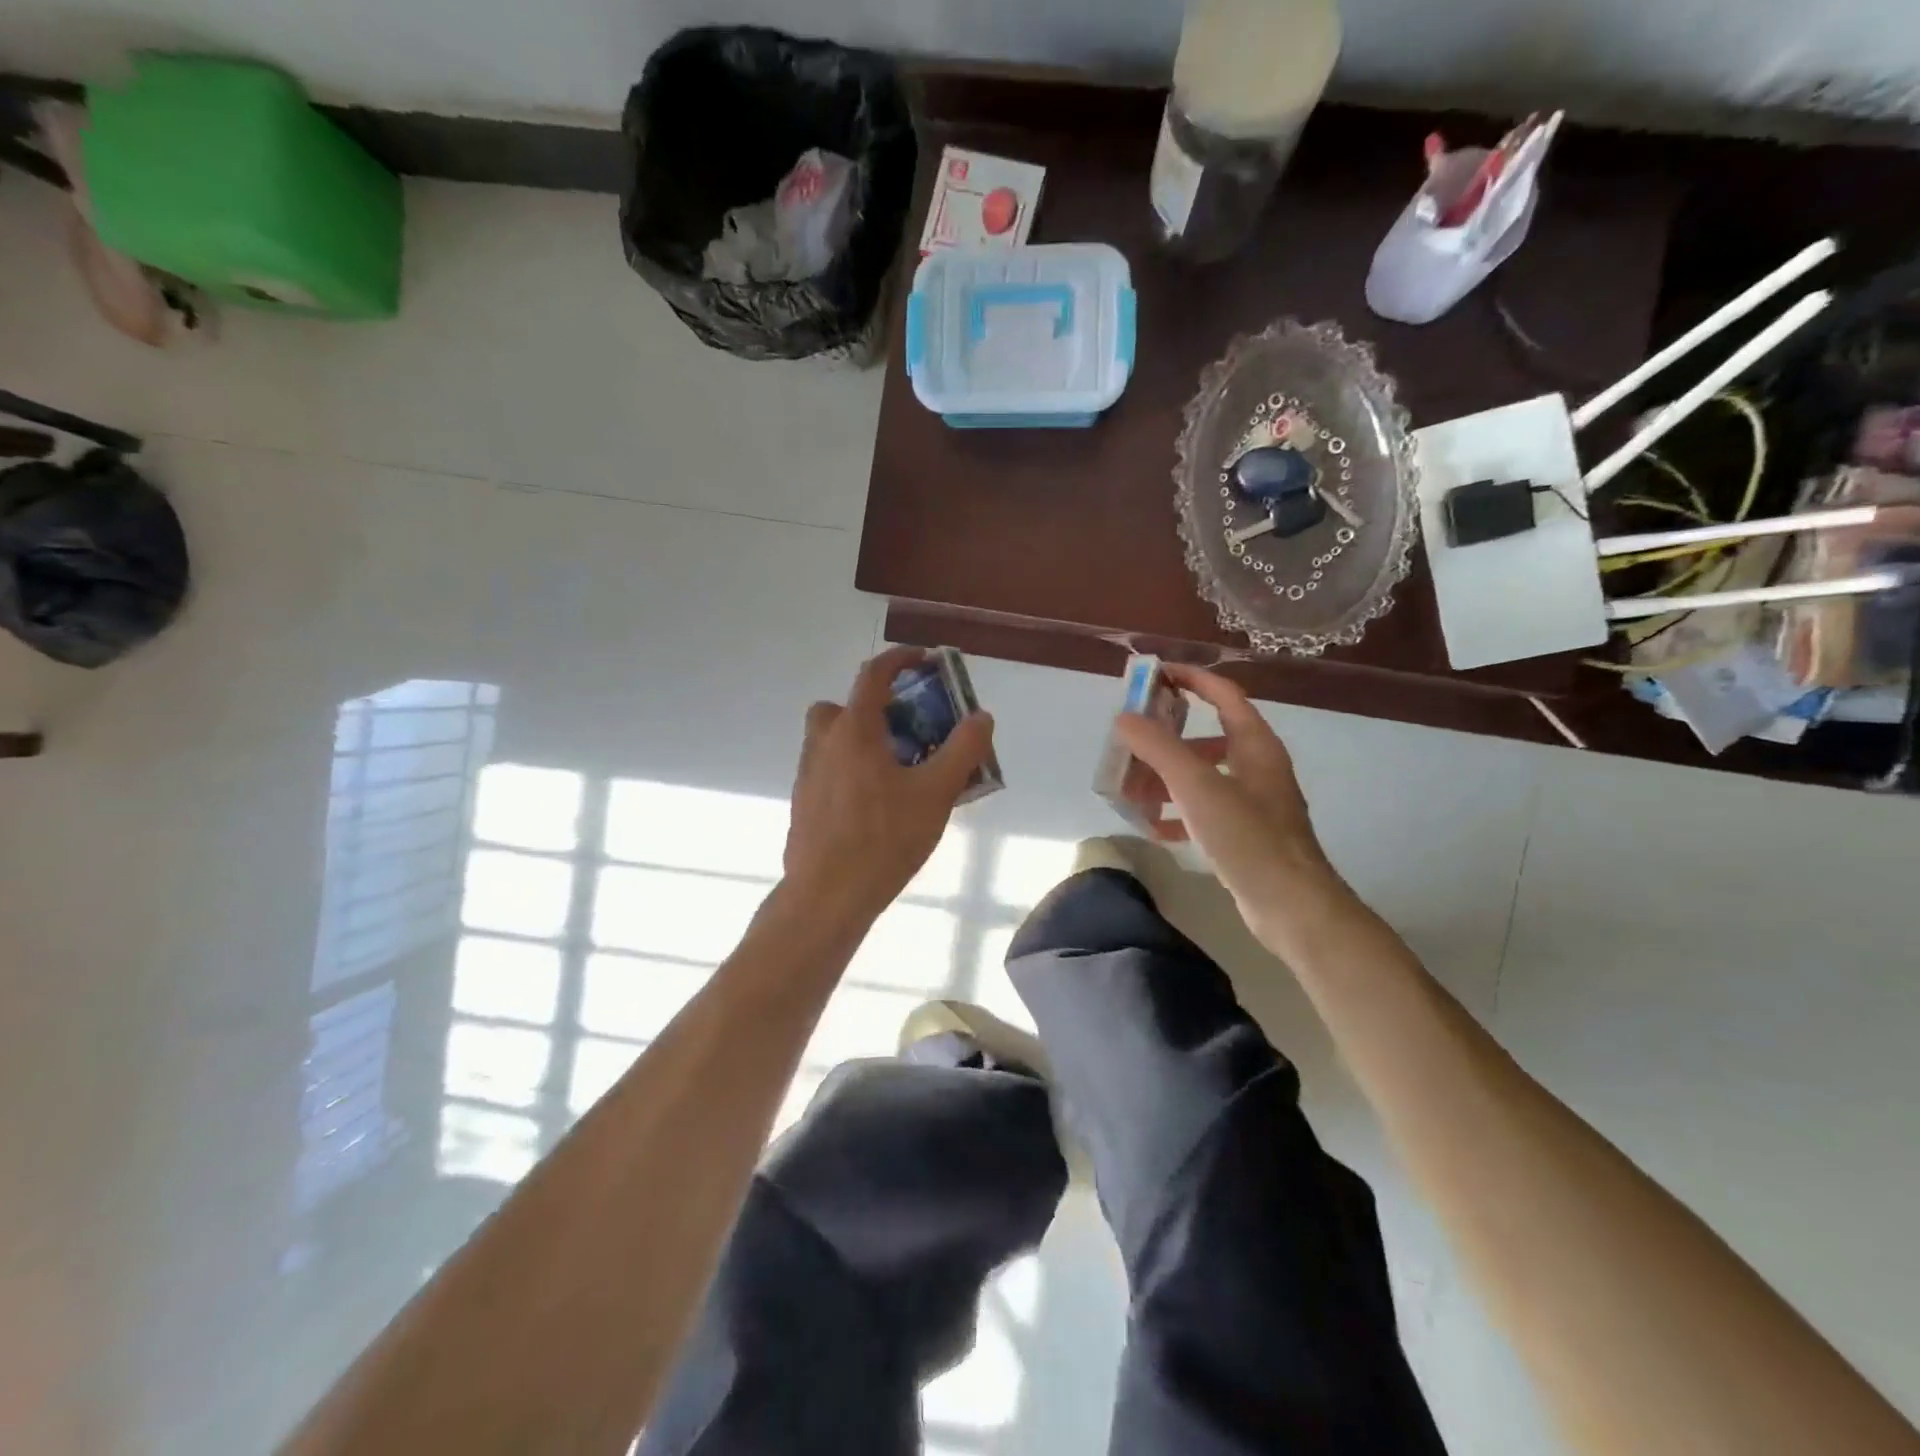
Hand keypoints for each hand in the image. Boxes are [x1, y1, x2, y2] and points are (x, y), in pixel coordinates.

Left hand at [784, 647, 994, 923]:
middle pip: (843, 707)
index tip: (924, 661)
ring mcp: (807, 776)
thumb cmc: (885, 838)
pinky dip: (850, 772)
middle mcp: (823, 744)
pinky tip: (876, 807)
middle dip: (873, 708)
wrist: (828, 895)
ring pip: (832, 741)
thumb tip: (981, 716)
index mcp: (854, 730)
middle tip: (906, 731)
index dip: (900, 659)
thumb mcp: (937, 792)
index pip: (873, 674)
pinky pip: (828, 772)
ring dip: (860, 741)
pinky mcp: (803, 805)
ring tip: (897, 773)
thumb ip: (963, 749)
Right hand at [1111, 664, 1345, 939]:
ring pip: (1202, 777)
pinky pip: (1205, 811)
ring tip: (1133, 792)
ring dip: (1167, 779)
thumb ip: (1159, 747)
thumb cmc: (1247, 836)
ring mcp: (1253, 803)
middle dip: (1166, 739)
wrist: (1291, 904)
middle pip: (1207, 737)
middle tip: (1131, 742)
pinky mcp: (1246, 834)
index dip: (1192, 679)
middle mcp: (1257, 767)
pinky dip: (1179, 813)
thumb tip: (1124, 717)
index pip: (1224, 695)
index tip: (1155, 675)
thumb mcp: (1197, 785)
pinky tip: (1155, 827)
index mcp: (1255, 745)